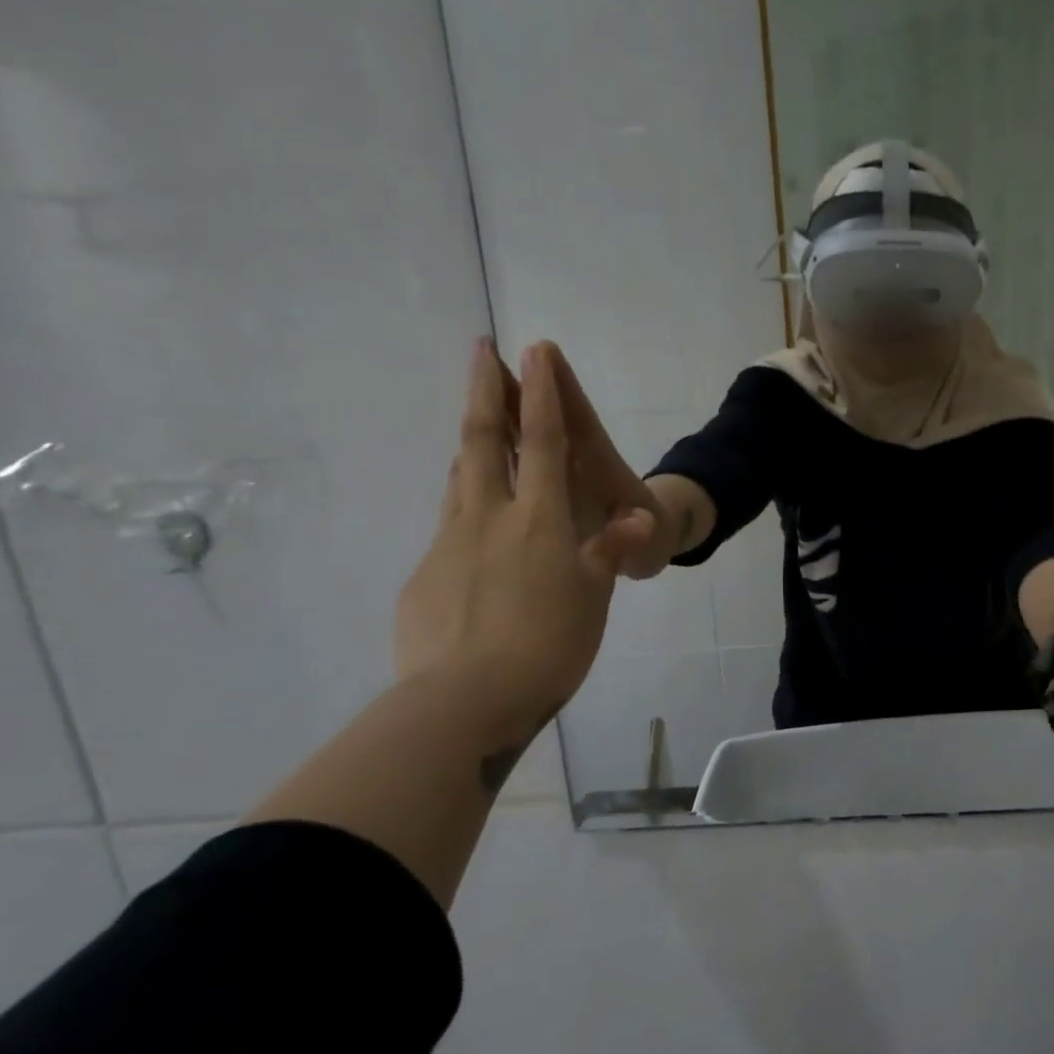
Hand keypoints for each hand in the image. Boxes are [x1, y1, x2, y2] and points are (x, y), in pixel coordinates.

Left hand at [395, 338, 653, 738]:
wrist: (462, 704)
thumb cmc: (547, 648)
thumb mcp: (593, 600)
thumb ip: (605, 553)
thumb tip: (631, 520)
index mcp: (539, 521)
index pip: (545, 444)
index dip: (541, 394)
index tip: (532, 349)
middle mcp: (489, 518)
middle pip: (484, 442)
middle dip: (485, 391)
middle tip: (479, 350)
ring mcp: (448, 545)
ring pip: (459, 479)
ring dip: (470, 443)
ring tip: (476, 425)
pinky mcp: (422, 577)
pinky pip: (448, 529)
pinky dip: (464, 510)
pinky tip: (473, 533)